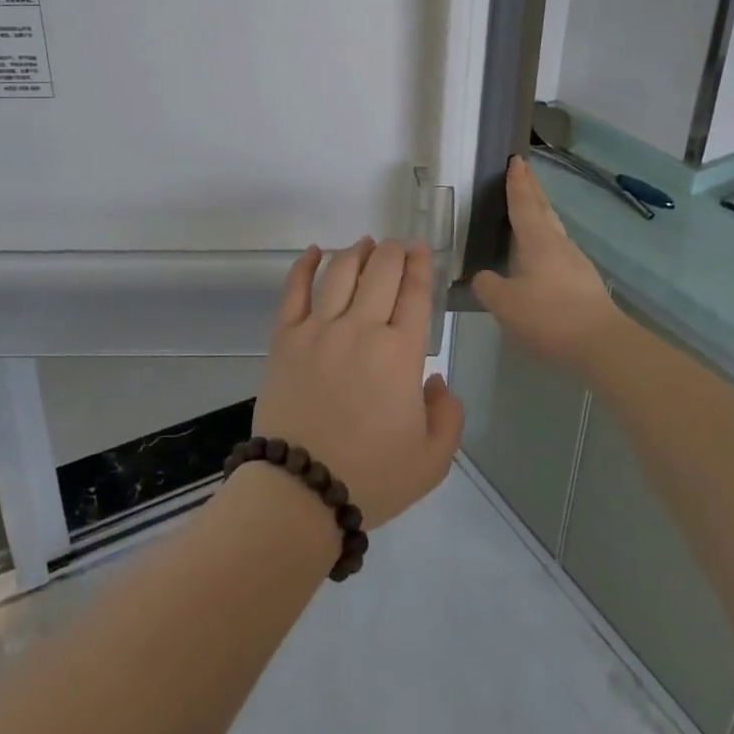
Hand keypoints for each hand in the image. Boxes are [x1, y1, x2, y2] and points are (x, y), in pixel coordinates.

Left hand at [253, 239, 463, 528]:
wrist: (301, 489)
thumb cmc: (372, 476)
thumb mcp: (432, 460)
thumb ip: (448, 415)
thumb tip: (436, 378)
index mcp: (401, 354)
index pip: (414, 293)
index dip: (420, 265)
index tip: (421, 249)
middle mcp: (361, 329)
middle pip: (380, 272)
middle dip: (392, 251)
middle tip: (396, 245)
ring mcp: (318, 329)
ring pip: (340, 273)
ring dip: (355, 252)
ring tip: (364, 243)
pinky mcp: (285, 338)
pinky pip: (294, 290)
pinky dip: (304, 266)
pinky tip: (313, 252)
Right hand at [472, 157, 621, 373]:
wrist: (602, 344)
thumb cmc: (549, 316)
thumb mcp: (505, 304)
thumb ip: (488, 286)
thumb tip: (483, 277)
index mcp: (538, 241)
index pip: (523, 204)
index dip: (517, 183)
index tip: (515, 160)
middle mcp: (558, 244)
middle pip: (543, 210)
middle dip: (532, 189)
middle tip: (523, 171)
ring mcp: (575, 263)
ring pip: (553, 229)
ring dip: (540, 214)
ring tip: (529, 208)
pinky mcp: (584, 283)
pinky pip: (558, 250)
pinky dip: (545, 240)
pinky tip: (540, 254)